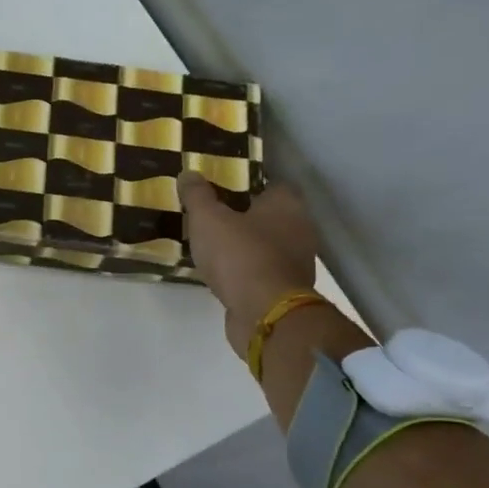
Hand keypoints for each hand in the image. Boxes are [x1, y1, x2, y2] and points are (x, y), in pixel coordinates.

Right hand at [178, 174, 320, 359]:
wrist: (265, 314)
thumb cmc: (240, 255)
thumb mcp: (207, 219)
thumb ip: (197, 195)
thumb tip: (188, 173)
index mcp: (287, 204)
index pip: (271, 184)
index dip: (246, 185)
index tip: (221, 190)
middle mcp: (300, 229)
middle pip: (269, 216)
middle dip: (243, 217)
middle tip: (211, 218)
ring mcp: (296, 262)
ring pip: (267, 245)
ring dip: (245, 247)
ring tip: (213, 248)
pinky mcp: (287, 290)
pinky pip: (262, 272)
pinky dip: (246, 272)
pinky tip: (223, 274)